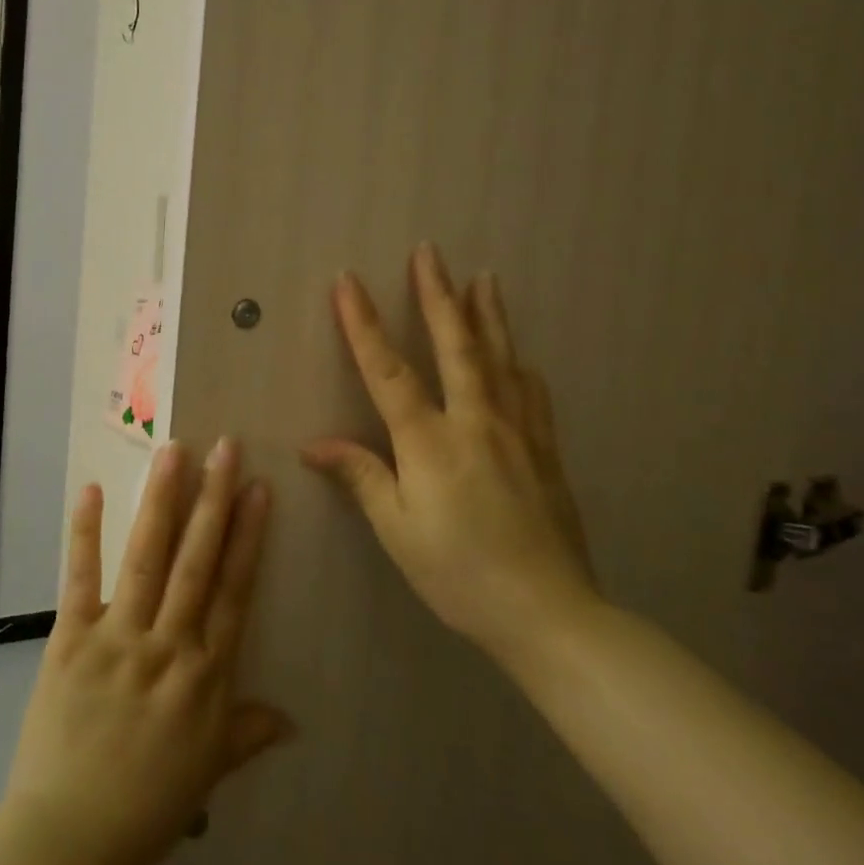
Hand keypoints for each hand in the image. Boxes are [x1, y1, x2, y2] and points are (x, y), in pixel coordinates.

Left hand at [0, 441, 292, 864]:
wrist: (70, 837)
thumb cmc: (146, 806)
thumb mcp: (208, 771)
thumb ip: (247, 733)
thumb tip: (292, 719)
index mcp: (205, 675)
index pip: (234, 591)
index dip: (249, 537)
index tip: (258, 489)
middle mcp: (168, 646)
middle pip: (197, 561)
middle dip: (213, 500)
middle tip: (225, 447)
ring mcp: (118, 639)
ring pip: (147, 558)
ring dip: (161, 502)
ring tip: (175, 453)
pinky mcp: (71, 640)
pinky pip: (80, 579)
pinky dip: (85, 534)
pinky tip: (91, 491)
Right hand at [302, 245, 599, 670]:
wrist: (549, 613)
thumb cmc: (459, 574)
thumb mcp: (397, 531)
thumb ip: (361, 476)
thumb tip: (313, 444)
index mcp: (430, 442)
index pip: (388, 370)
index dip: (364, 324)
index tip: (348, 281)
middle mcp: (476, 422)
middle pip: (455, 345)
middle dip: (437, 294)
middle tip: (429, 251)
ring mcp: (518, 432)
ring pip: (500, 359)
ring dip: (487, 314)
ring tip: (483, 277)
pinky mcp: (545, 450)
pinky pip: (531, 393)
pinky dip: (518, 363)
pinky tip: (518, 354)